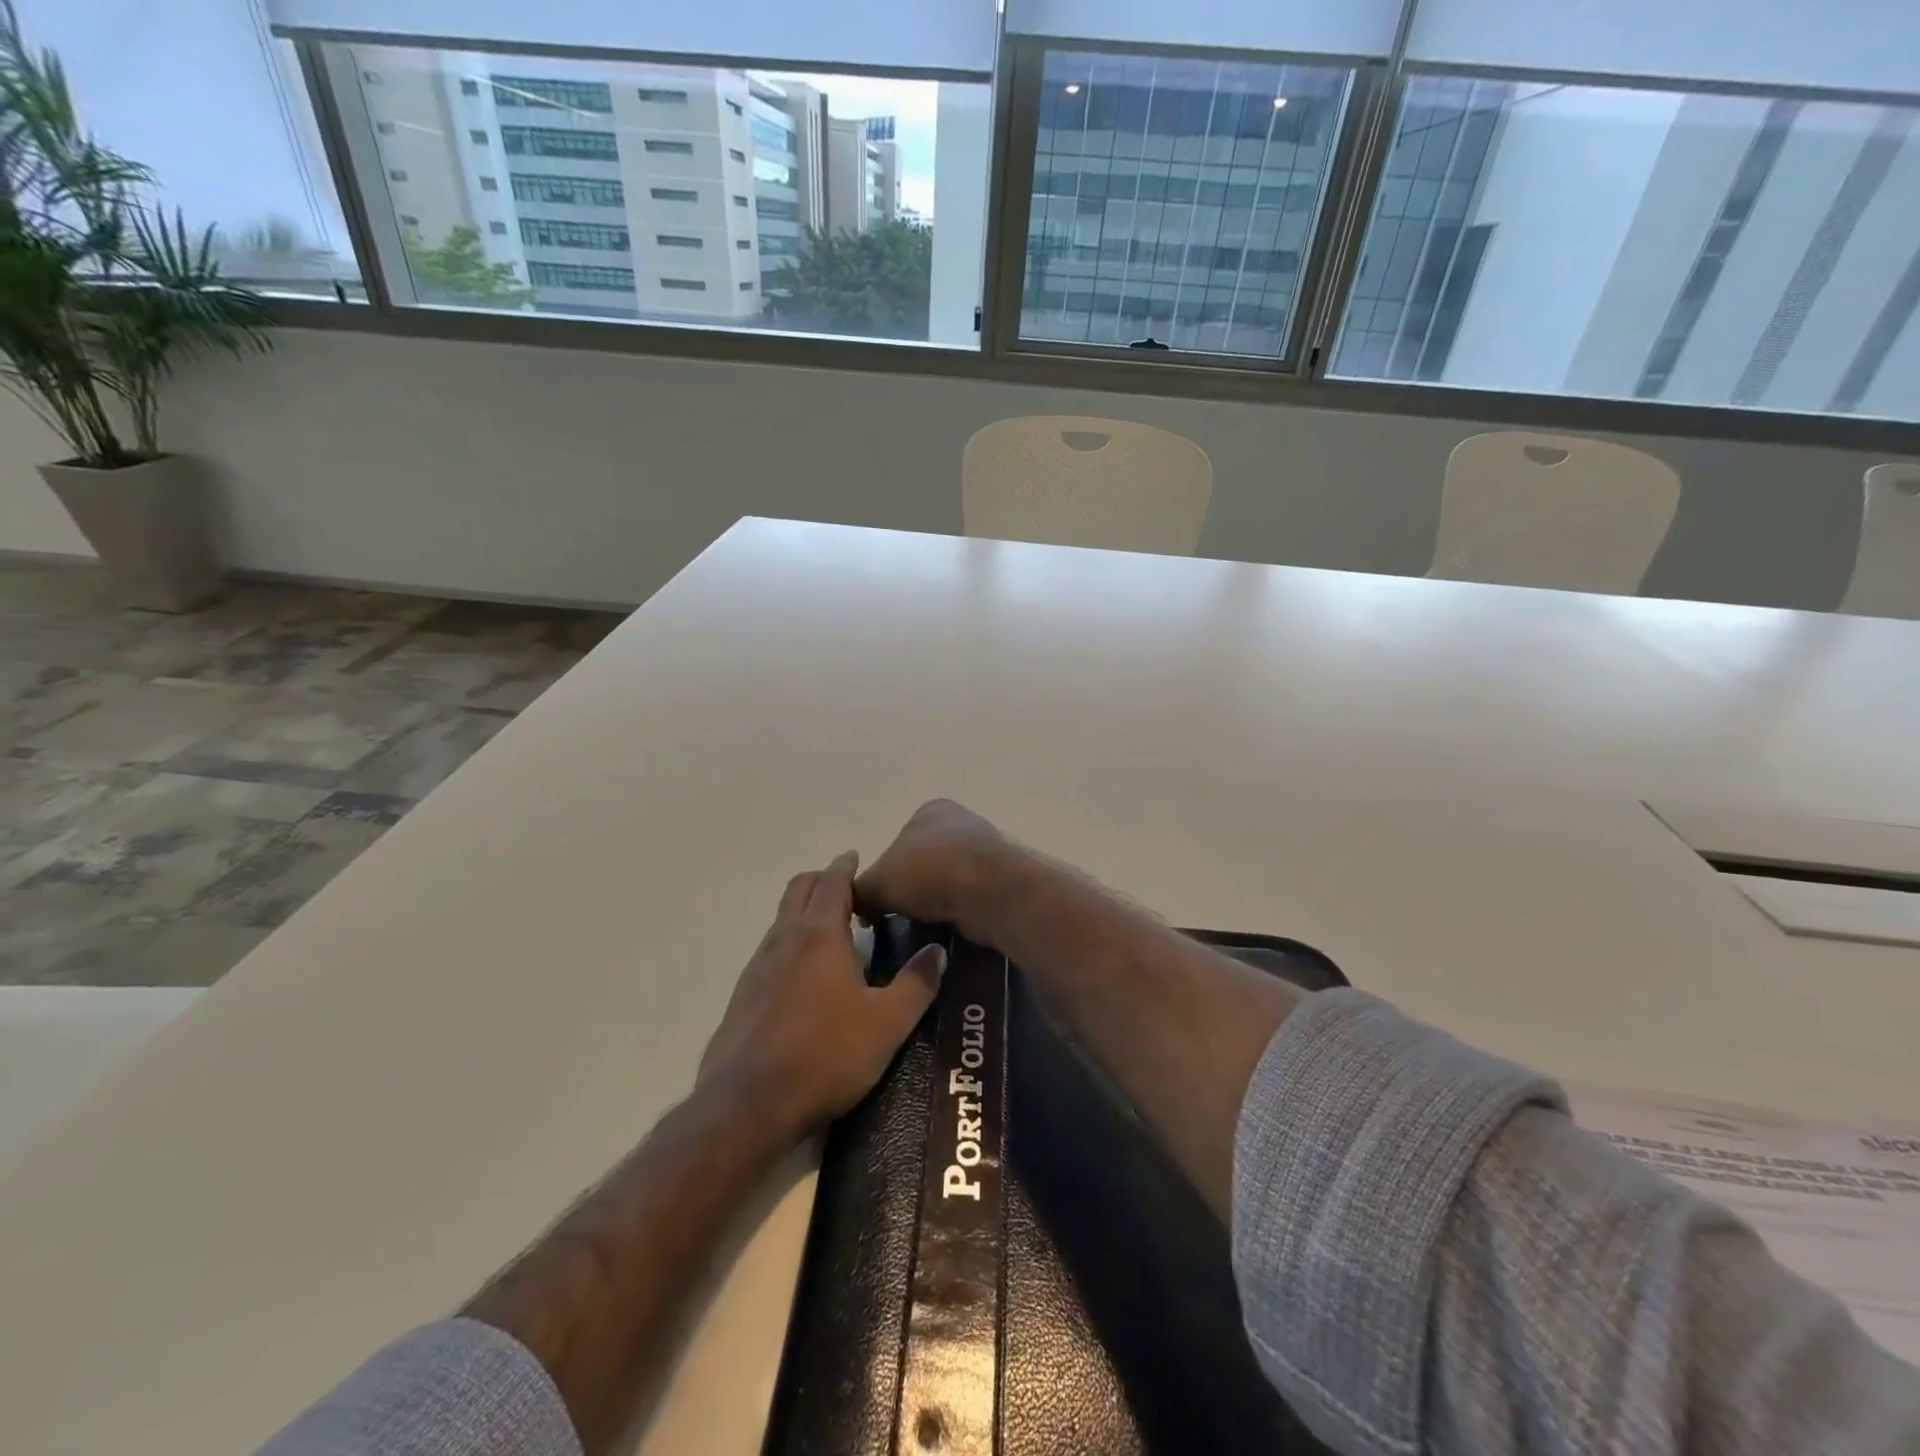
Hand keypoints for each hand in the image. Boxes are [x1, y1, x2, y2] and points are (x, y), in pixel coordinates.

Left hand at [700, 851, 945, 1138]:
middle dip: (821, 880)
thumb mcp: (887, 1023)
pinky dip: (791, 944)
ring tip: (832, 930)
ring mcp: (758, 967)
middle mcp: (784, 940)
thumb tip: (937, 951)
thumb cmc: (825, 1055)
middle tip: (847, 889)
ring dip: (805, 912)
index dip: (845, 865)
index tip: (855, 856)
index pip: (833, 882)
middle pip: (799, 890)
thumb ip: (916, 984)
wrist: (746, 1104)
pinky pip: (770, 951)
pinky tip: (805, 976)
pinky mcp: (743, 996)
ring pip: (782, 920)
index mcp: (820, 935)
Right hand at [854, 799, 1017, 940]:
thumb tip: (855, 904)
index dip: (884, 873)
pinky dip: (957, 910)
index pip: (896, 842)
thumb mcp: (878, 881)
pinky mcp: (1000, 879)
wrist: (988, 891)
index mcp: (931, 810)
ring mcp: (984, 850)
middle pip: (922, 862)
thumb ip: (860, 890)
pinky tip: (948, 924)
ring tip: (923, 924)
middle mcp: (959, 822)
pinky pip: (968, 896)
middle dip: (911, 887)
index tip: (877, 901)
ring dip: (935, 900)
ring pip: (946, 881)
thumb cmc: (928, 872)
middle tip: (897, 916)